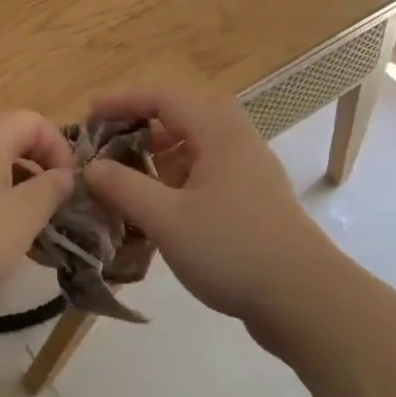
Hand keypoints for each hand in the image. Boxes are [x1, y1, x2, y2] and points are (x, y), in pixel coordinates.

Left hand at [0, 111, 73, 324]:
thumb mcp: (21, 220)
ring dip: (12, 194)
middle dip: (37, 173)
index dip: (60, 149)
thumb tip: (66, 174)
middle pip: (9, 142)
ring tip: (24, 234)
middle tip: (52, 212)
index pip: (34, 121)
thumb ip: (50, 191)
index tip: (70, 188)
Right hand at [82, 87, 334, 331]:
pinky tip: (163, 206)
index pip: (164, 97)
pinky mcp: (254, 199)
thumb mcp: (166, 219)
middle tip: (114, 141)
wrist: (305, 299)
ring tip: (132, 174)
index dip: (123, 101)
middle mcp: (237, 140)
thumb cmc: (232, 249)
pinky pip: (209, 171)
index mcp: (218, 132)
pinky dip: (180, 176)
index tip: (90, 115)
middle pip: (185, 113)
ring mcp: (250, 170)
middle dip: (145, 122)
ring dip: (163, 151)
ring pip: (199, 144)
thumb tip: (91, 166)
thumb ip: (124, 188)